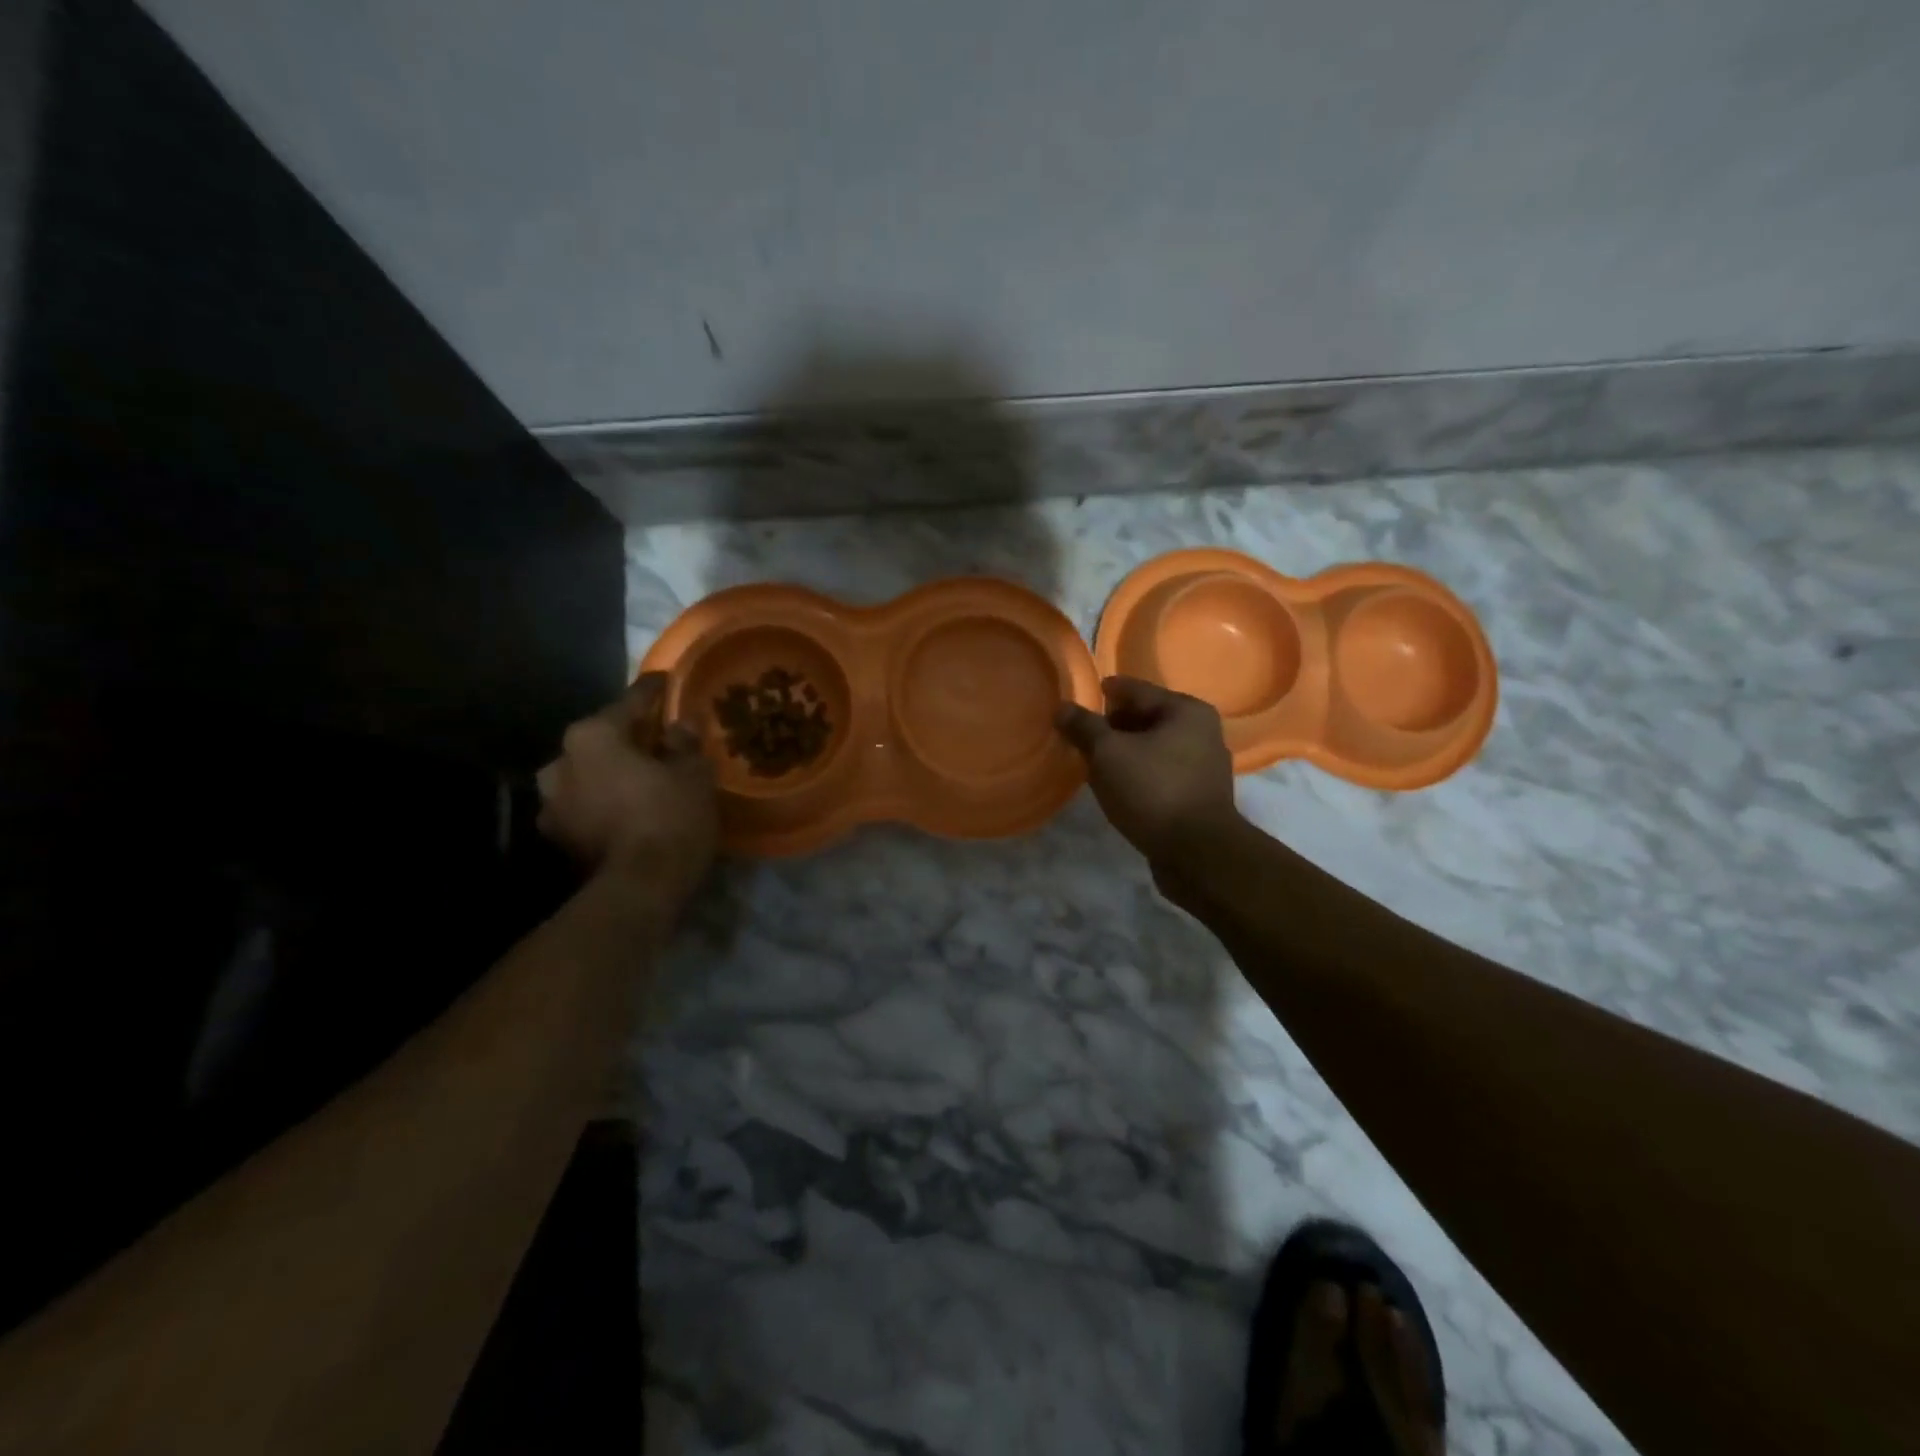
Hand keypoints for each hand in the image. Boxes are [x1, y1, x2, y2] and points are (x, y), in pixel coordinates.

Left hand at [537, 673, 718, 906]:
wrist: (639, 888)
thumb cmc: (669, 816)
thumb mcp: (693, 774)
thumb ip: (684, 743)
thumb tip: (680, 725)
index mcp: (592, 735)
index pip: (629, 702)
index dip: (652, 690)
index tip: (664, 681)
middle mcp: (560, 762)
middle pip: (601, 740)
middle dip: (627, 739)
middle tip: (657, 739)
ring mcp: (552, 804)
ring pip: (588, 775)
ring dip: (611, 774)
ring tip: (642, 779)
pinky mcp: (557, 839)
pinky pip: (586, 807)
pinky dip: (604, 804)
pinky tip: (628, 811)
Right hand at [1056, 676, 1238, 862]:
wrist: (1197, 853)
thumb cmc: (1152, 790)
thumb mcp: (1108, 753)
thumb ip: (1083, 726)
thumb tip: (1062, 708)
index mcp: (1186, 711)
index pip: (1136, 690)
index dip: (1107, 691)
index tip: (1082, 697)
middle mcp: (1202, 732)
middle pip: (1147, 718)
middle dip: (1114, 725)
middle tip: (1083, 736)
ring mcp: (1204, 766)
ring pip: (1154, 748)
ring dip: (1125, 753)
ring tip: (1094, 763)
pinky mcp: (1199, 796)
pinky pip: (1161, 773)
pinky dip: (1138, 774)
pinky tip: (1117, 787)